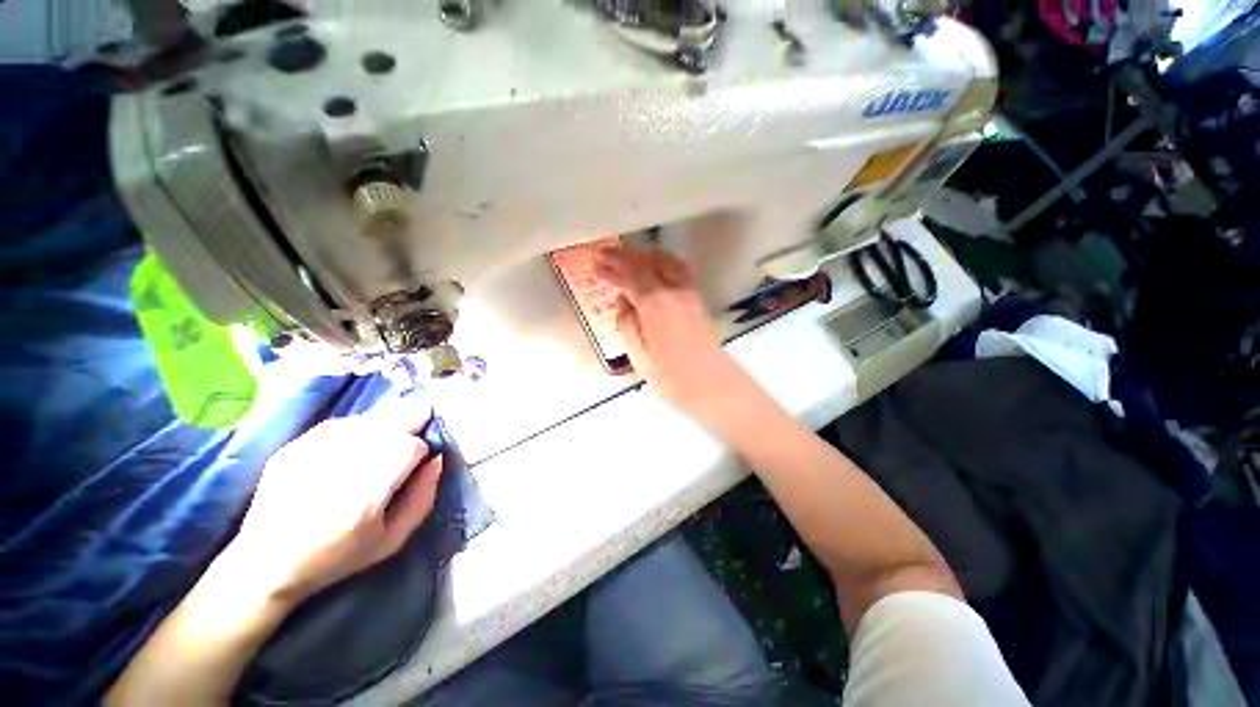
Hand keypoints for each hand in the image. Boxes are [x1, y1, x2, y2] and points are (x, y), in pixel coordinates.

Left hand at [228, 403, 443, 602]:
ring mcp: (312, 453)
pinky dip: (360, 426)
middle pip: (391, 425)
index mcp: (366, 496)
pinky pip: (342, 423)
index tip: (416, 464)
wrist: (265, 563)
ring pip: (368, 419)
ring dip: (388, 423)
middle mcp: (340, 467)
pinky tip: (361, 440)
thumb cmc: (337, 557)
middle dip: (411, 423)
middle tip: (419, 422)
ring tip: (392, 434)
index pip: (410, 447)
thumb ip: (423, 498)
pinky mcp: (294, 447)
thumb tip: (437, 460)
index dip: (420, 451)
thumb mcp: (392, 540)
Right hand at [594, 248, 753, 427]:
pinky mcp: (698, 299)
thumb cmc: (671, 377)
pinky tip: (654, 272)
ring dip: (645, 257)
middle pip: (649, 261)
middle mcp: (674, 290)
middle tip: (607, 259)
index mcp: (655, 303)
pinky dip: (661, 264)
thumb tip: (624, 300)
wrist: (711, 385)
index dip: (613, 264)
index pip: (632, 273)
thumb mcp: (638, 356)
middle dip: (626, 257)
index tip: (597, 261)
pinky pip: (678, 270)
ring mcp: (690, 292)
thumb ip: (627, 323)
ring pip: (666, 261)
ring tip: (628, 262)